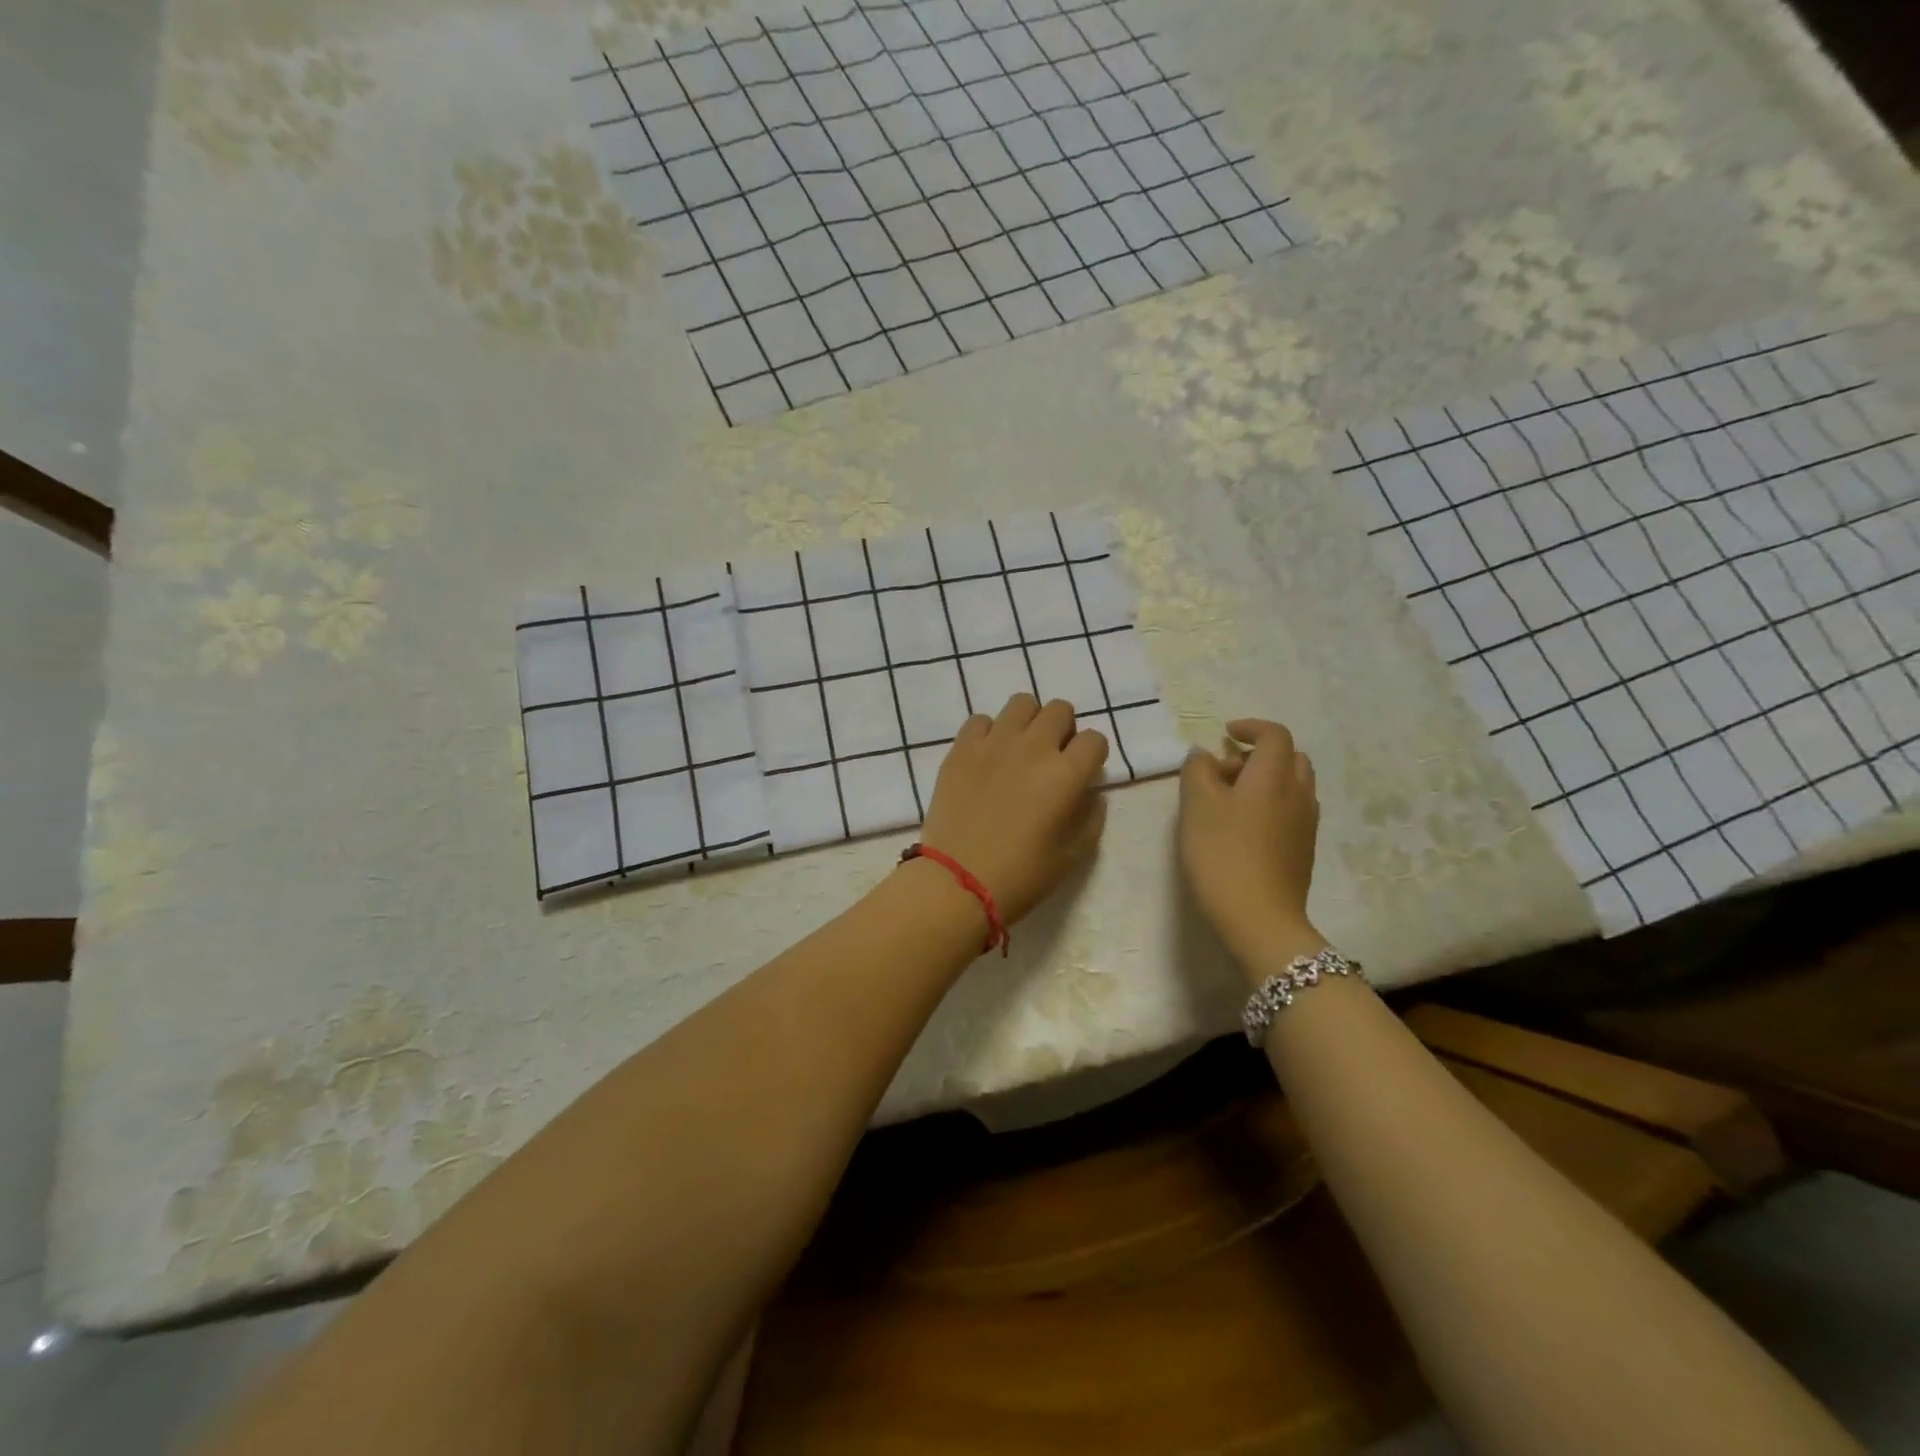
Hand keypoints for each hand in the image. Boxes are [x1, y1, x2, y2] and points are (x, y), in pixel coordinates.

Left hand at [917, 694, 1109, 925]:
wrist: (958, 881)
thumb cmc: (1022, 875)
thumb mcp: (1073, 854)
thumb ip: (1090, 815)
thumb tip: (1088, 791)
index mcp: (1066, 774)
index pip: (1095, 739)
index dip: (1092, 756)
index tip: (1081, 774)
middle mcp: (1033, 747)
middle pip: (1060, 710)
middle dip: (1063, 730)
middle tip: (1051, 758)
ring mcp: (994, 743)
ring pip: (1022, 703)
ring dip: (1028, 722)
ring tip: (1019, 749)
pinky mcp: (961, 748)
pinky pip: (981, 720)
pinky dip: (989, 733)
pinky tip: (986, 757)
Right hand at [1179, 719, 1322, 973]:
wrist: (1260, 919)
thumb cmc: (1223, 855)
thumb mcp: (1196, 807)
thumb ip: (1197, 771)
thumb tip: (1204, 755)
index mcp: (1273, 776)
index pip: (1274, 735)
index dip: (1250, 727)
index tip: (1225, 735)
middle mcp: (1298, 793)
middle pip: (1289, 757)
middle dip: (1258, 754)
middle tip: (1224, 771)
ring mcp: (1306, 823)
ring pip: (1293, 785)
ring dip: (1266, 780)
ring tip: (1231, 800)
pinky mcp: (1303, 849)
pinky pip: (1292, 810)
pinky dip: (1272, 803)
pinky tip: (1244, 828)